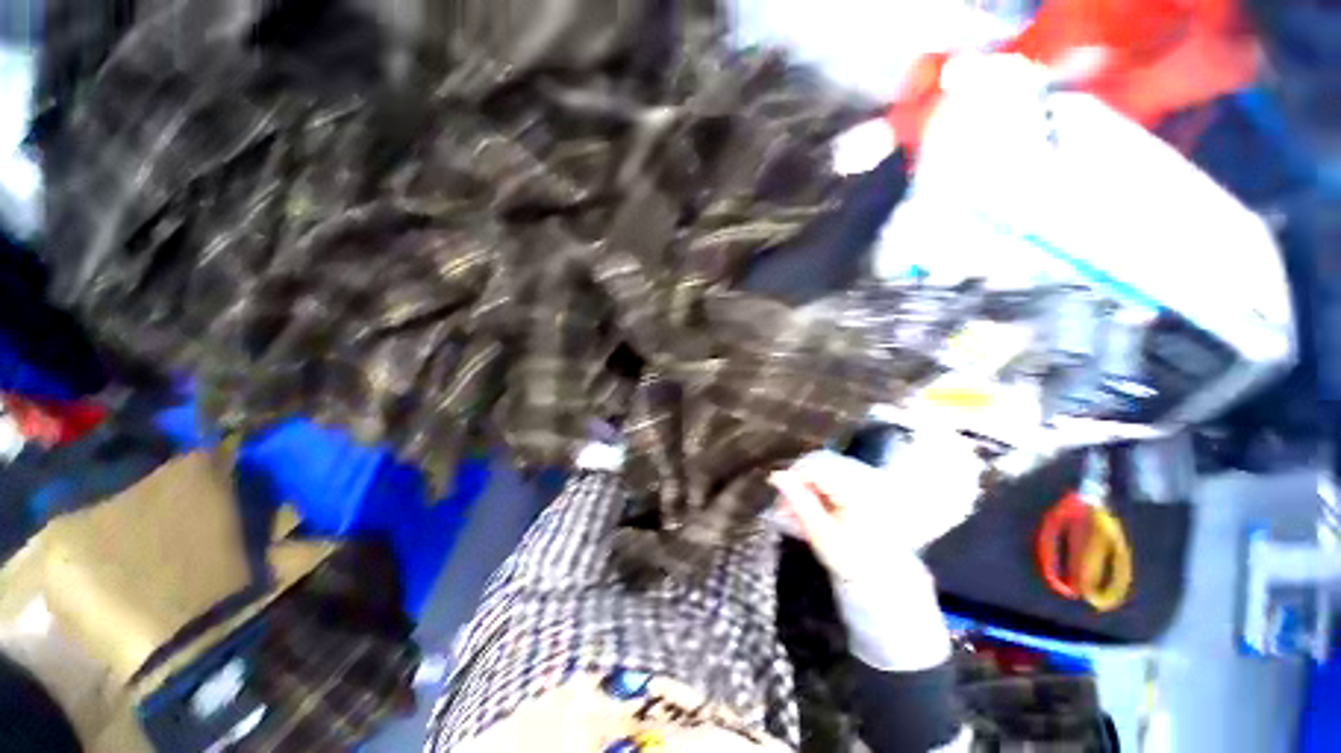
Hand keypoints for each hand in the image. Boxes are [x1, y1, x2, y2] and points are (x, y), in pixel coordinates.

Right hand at [769, 437, 983, 671]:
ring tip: (793, 511)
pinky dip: (818, 495)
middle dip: (799, 481)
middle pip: (823, 465)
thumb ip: (802, 506)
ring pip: (828, 475)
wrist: (895, 609)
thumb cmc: (863, 578)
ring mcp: (871, 492)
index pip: (820, 463)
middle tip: (783, 505)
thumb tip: (776, 476)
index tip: (777, 490)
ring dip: (807, 489)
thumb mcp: (828, 543)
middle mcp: (870, 485)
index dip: (795, 472)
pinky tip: (809, 511)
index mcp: (863, 492)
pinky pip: (835, 487)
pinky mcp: (868, 501)